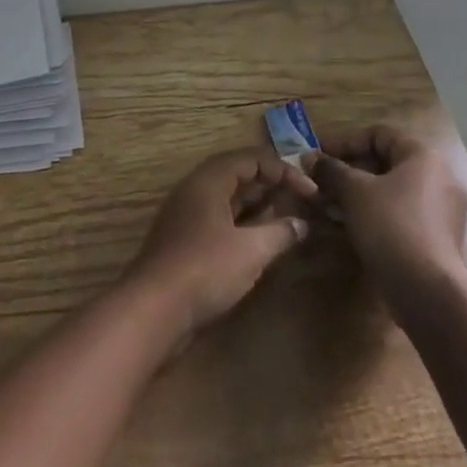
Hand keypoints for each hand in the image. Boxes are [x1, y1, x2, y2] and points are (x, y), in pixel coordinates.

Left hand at [125, 148, 317, 338]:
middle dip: (271, 184)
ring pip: (228, 198)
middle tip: (302, 199)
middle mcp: (195, 190)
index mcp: (208, 180)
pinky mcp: (186, 239)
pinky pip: (220, 218)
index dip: (282, 170)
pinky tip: (262, 239)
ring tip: (289, 216)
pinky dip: (244, 222)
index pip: (249, 159)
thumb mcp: (251, 250)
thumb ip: (280, 232)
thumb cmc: (205, 268)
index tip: (311, 191)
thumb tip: (302, 223)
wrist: (155, 307)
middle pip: (237, 174)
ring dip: (258, 204)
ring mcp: (187, 215)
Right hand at [306, 123, 466, 325]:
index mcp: (424, 158)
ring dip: (356, 194)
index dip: (345, 141)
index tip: (319, 155)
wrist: (427, 289)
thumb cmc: (390, 225)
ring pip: (390, 191)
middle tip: (319, 181)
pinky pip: (399, 213)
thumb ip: (330, 169)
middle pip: (384, 163)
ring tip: (327, 204)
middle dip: (347, 170)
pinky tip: (346, 226)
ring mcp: (441, 211)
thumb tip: (309, 158)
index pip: (379, 135)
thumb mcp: (353, 190)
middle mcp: (439, 179)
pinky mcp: (436, 238)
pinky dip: (372, 213)